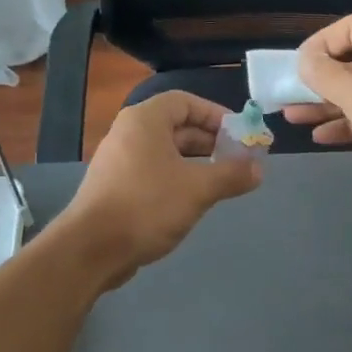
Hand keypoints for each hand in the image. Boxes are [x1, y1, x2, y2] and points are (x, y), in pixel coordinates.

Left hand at [56, 91, 261, 288]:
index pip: (186, 101)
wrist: (91, 249)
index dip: (216, 114)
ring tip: (223, 181)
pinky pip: (155, 172)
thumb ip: (231, 175)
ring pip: (167, 152)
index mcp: (145, 120)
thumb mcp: (198, 189)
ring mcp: (120, 161)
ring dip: (197, 162)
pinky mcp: (117, 187)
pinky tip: (194, 200)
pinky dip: (178, 178)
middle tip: (238, 160)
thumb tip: (259, 169)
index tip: (240, 134)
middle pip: (177, 126)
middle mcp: (129, 134)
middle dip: (211, 141)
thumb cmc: (147, 206)